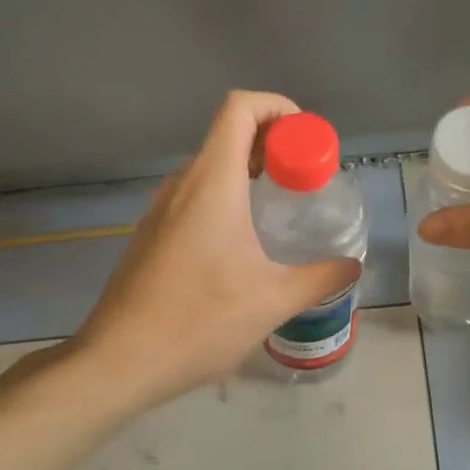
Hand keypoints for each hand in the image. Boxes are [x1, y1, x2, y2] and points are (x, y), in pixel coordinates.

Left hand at [66, 91, 360, 409]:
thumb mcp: (273, 301)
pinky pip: (195, 196)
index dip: (278, 108)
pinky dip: (227, 197)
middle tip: (307, 179)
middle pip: (229, 134)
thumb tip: (352, 267)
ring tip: (282, 208)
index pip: (241, 108)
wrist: (118, 362)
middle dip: (273, 144)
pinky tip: (244, 244)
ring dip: (250, 172)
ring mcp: (161, 210)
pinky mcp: (151, 235)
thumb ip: (320, 278)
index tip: (307, 142)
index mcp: (212, 184)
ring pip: (211, 167)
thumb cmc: (199, 322)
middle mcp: (183, 185)